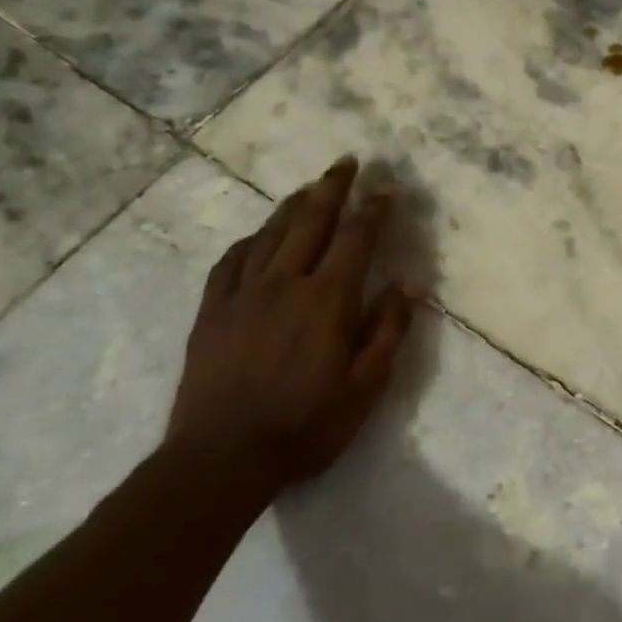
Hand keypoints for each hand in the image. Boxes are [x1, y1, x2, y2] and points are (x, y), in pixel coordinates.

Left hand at [167, 158, 414, 492]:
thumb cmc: (306, 424)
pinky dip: (249, 241)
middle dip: (332, 189)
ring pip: (270, 235)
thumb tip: (409, 283)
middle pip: (311, 222)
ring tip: (309, 187)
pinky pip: (231, 263)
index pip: (356, 239)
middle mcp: (285, 284)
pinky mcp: (212, 313)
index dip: (374, 210)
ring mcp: (243, 296)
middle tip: (346, 162)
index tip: (387, 189)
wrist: (222, 459)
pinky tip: (257, 236)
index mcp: (327, 299)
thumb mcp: (366, 385)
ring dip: (293, 206)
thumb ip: (389, 329)